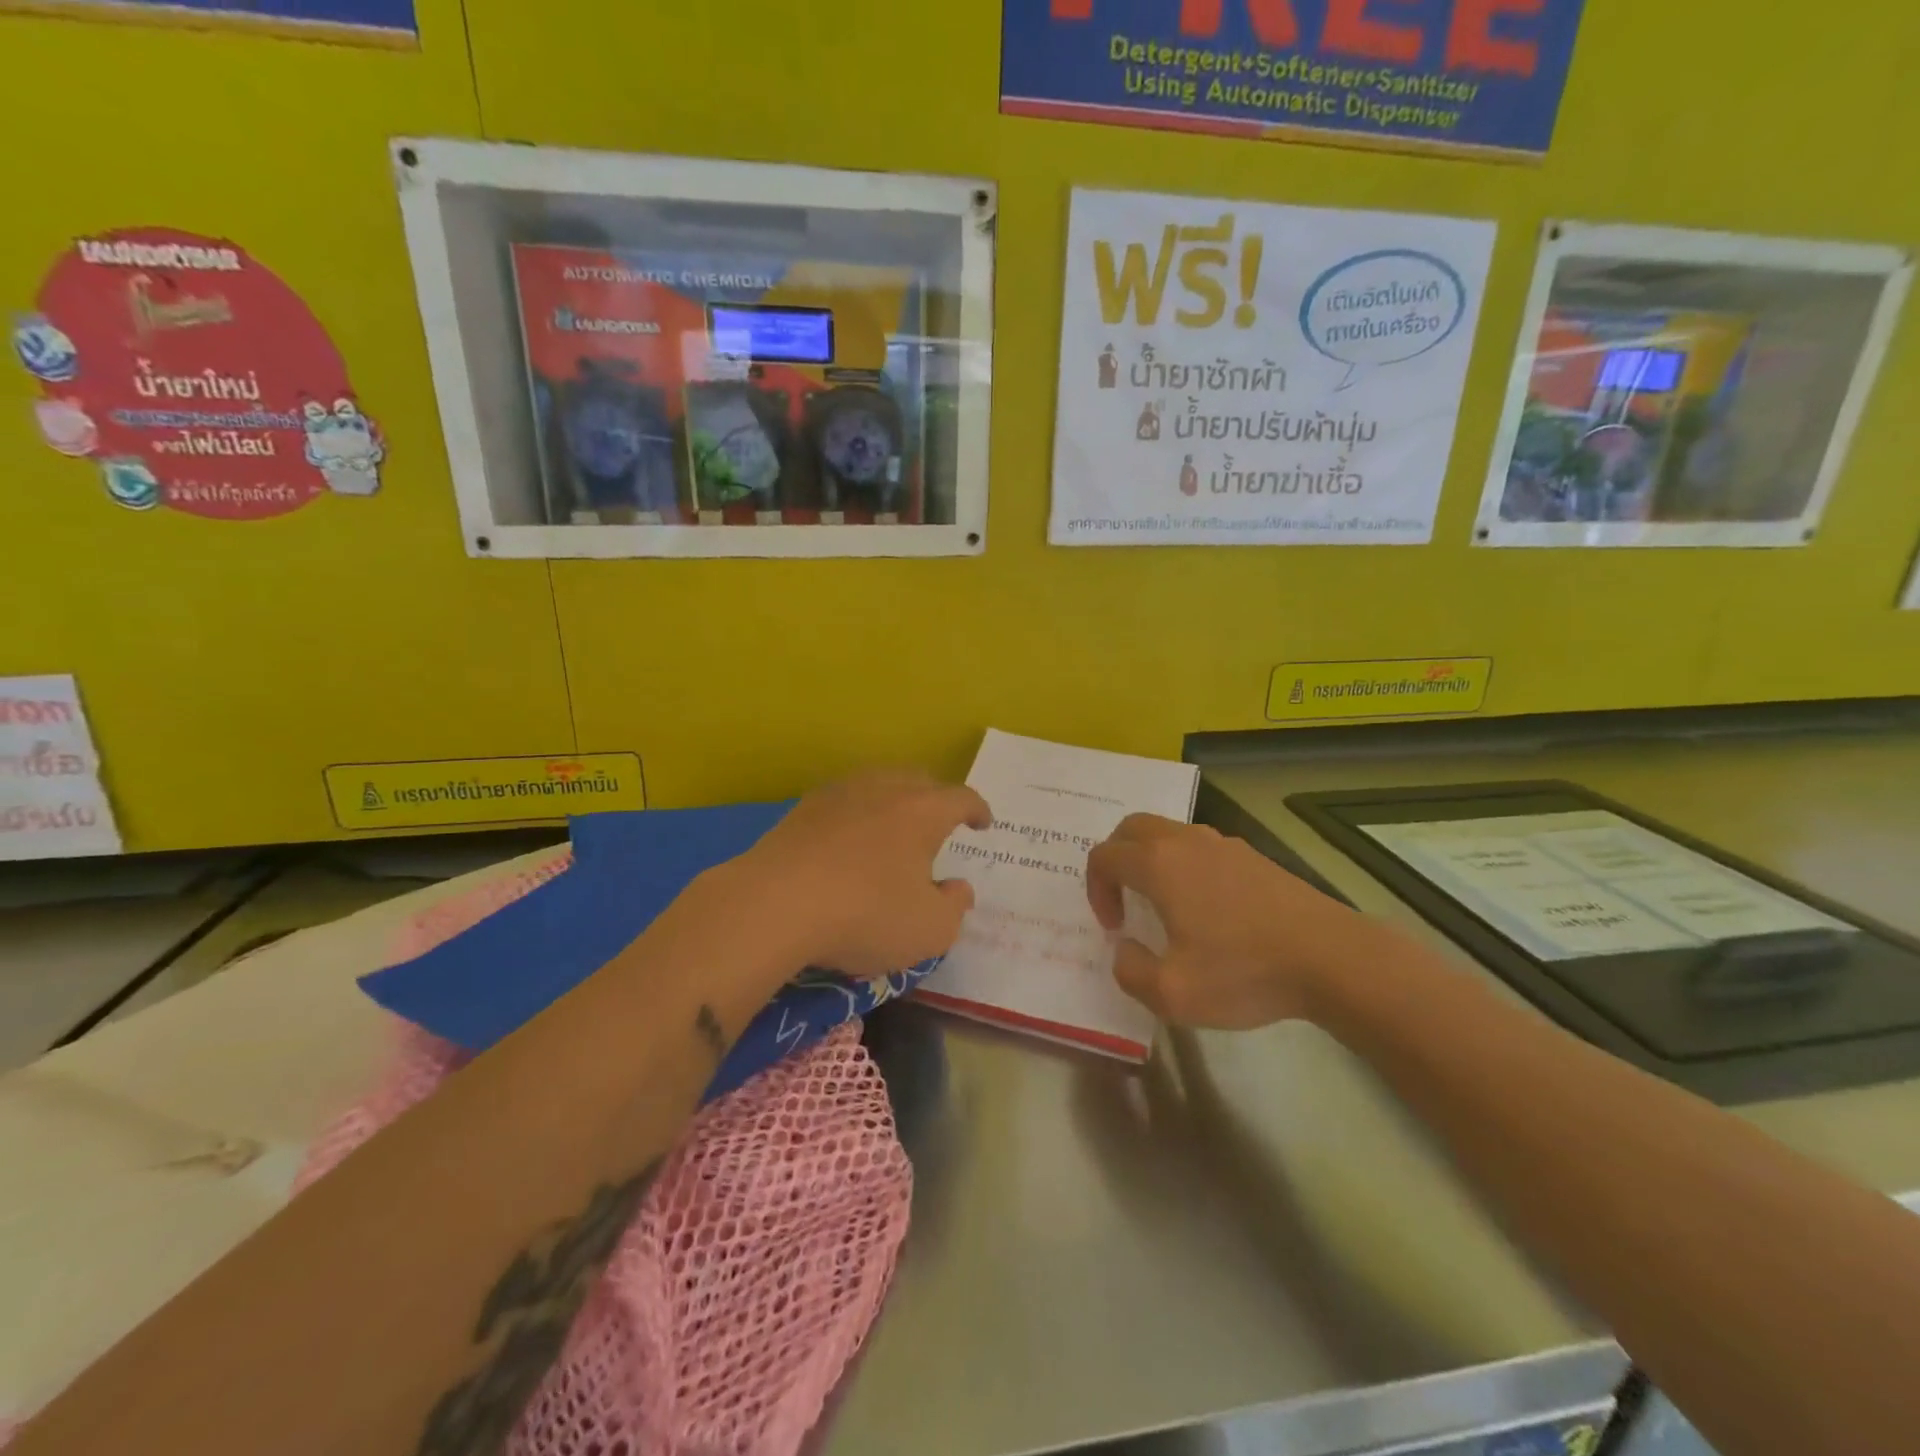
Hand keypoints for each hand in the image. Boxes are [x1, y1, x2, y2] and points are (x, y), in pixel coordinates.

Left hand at [734, 769, 991, 978]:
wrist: (773, 905)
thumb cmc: (864, 915)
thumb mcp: (928, 930)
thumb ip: (954, 908)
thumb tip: (959, 888)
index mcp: (922, 811)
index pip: (961, 798)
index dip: (977, 810)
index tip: (983, 824)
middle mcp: (883, 789)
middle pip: (919, 781)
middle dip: (936, 799)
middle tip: (940, 824)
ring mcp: (838, 794)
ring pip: (877, 784)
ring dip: (894, 802)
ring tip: (894, 828)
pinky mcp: (801, 810)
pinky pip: (843, 802)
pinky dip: (857, 815)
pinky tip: (849, 840)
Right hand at [1085, 814, 1384, 1028]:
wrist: (1330, 957)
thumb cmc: (1244, 971)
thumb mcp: (1172, 993)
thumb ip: (1130, 971)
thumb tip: (1125, 949)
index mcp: (1158, 864)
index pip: (1104, 856)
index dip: (1096, 889)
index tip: (1114, 926)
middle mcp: (1186, 841)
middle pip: (1131, 828)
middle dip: (1116, 859)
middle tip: (1124, 900)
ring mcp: (1223, 844)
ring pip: (1168, 832)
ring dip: (1151, 860)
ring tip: (1163, 905)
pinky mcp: (1253, 856)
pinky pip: (1200, 846)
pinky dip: (1184, 865)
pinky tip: (1206, 908)